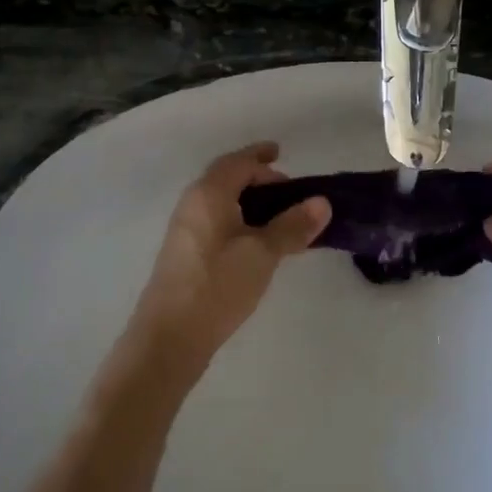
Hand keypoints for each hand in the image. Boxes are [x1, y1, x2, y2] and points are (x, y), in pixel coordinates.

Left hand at [126, 142, 329, 374]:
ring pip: (221, 202)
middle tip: (287, 190)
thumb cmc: (218, 286)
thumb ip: (292, 225)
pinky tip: (257, 243)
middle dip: (256, 177)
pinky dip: (239, 220)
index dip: (261, 156)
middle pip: (226, 178)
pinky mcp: (185, 253)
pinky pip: (216, 221)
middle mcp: (192, 204)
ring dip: (249, 201)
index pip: (238, 162)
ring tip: (278, 217)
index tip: (281, 153)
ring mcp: (185, 229)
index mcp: (209, 194)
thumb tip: (322, 202)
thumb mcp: (263, 254)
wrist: (169, 338)